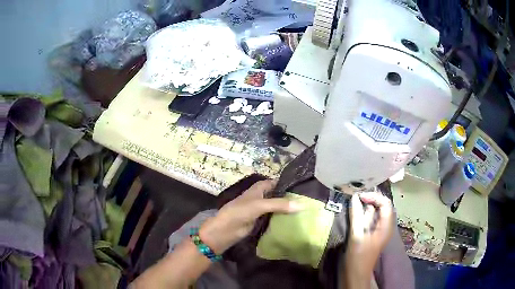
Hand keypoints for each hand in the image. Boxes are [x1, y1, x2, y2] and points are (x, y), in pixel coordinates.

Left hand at [199, 180, 302, 253]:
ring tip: (306, 211)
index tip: (304, 188)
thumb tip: (302, 205)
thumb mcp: (260, 205)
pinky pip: (275, 217)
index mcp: (259, 188)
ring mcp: (262, 209)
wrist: (226, 230)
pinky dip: (283, 218)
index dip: (288, 184)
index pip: (277, 182)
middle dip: (290, 198)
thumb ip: (279, 204)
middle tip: (309, 201)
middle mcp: (262, 197)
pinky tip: (295, 220)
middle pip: (279, 195)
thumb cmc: (240, 212)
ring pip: (278, 207)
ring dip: (288, 209)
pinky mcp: (262, 221)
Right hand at [343, 192, 393, 287]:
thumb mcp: (357, 236)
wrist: (356, 274)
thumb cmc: (358, 257)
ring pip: (375, 212)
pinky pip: (370, 218)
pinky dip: (363, 212)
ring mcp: (378, 229)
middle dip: (370, 198)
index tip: (360, 196)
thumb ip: (356, 216)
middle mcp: (385, 225)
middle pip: (381, 206)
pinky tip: (355, 210)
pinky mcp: (371, 232)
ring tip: (355, 198)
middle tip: (356, 195)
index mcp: (386, 226)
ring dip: (366, 204)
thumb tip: (354, 197)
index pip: (385, 203)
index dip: (374, 197)